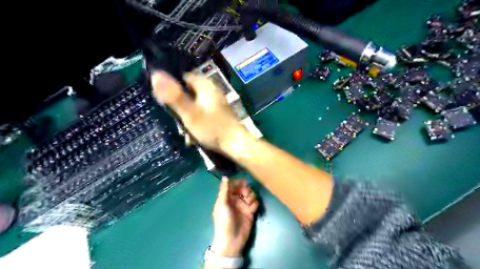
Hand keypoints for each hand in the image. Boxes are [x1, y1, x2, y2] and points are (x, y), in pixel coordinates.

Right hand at [150, 71, 247, 150]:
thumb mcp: (189, 113)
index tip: (167, 102)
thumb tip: (155, 74)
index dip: (174, 88)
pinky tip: (196, 134)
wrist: (236, 144)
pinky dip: (198, 122)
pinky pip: (203, 114)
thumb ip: (173, 96)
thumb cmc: (212, 128)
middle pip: (190, 93)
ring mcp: (218, 102)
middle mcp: (213, 90)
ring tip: (188, 133)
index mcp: (206, 85)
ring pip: (196, 106)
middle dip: (182, 108)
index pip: (184, 78)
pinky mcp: (220, 113)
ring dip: (189, 118)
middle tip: (179, 122)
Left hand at [212, 176, 260, 256]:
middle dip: (246, 189)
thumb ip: (224, 190)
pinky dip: (255, 204)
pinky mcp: (250, 212)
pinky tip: (251, 210)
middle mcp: (235, 200)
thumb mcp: (222, 204)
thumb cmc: (224, 221)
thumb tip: (225, 176)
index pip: (233, 185)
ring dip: (251, 196)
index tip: (244, 182)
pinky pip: (255, 203)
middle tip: (246, 193)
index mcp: (226, 197)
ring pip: (250, 195)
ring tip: (249, 203)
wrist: (231, 240)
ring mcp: (243, 206)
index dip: (238, 182)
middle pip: (243, 188)